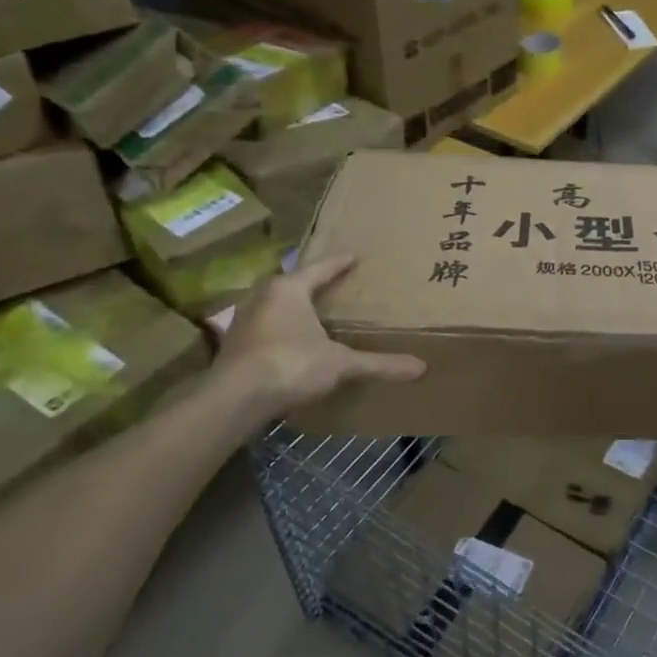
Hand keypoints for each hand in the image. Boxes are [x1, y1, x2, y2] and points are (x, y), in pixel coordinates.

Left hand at [214, 256, 424, 416]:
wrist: (234, 399)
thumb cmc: (290, 365)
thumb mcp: (340, 364)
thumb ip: (378, 364)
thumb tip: (421, 367)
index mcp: (289, 289)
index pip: (320, 269)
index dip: (340, 263)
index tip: (354, 256)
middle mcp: (263, 296)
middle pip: (294, 284)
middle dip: (314, 284)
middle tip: (336, 284)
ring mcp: (244, 320)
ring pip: (276, 305)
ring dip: (295, 308)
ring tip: (315, 312)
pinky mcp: (235, 344)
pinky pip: (266, 327)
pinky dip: (282, 329)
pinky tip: (293, 341)